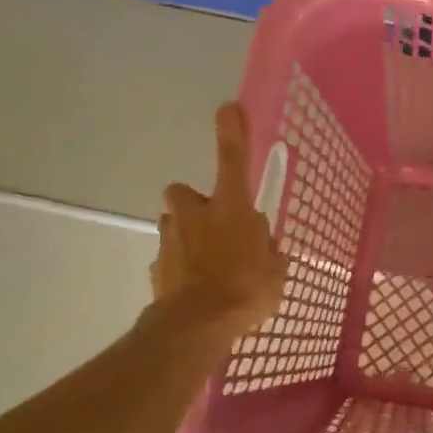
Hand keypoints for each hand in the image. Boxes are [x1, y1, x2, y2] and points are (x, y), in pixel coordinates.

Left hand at [150, 103, 286, 341]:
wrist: (198, 325)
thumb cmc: (247, 289)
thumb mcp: (276, 270)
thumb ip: (267, 250)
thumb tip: (261, 245)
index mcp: (231, 208)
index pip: (233, 159)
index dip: (232, 132)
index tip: (228, 107)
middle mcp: (196, 215)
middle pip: (184, 193)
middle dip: (194, 203)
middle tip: (213, 224)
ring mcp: (171, 240)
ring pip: (174, 225)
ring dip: (186, 235)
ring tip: (207, 264)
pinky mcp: (157, 267)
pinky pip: (169, 259)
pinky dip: (179, 268)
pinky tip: (195, 290)